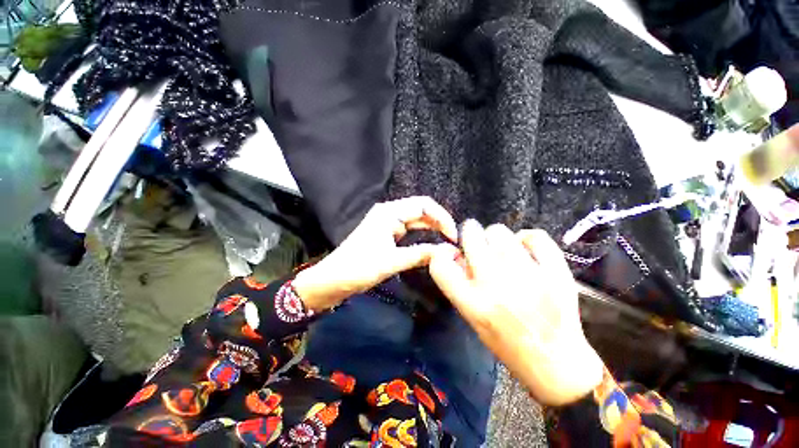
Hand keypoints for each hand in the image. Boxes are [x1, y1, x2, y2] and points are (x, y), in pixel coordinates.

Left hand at [293, 196, 457, 311]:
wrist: (332, 280)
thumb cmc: (358, 268)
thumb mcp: (392, 261)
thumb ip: (420, 254)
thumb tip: (447, 251)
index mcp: (389, 212)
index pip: (424, 205)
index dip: (442, 217)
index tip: (453, 236)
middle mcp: (389, 213)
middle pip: (421, 210)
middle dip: (439, 222)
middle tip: (453, 240)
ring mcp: (387, 223)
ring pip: (416, 220)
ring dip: (432, 228)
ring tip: (447, 241)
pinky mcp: (386, 234)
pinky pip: (409, 230)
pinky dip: (422, 235)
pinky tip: (431, 243)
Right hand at [428, 221, 602, 405]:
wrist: (557, 363)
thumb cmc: (506, 343)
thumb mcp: (472, 318)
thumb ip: (459, 284)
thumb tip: (455, 253)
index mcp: (473, 304)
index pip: (441, 264)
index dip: (440, 252)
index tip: (451, 252)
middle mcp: (496, 286)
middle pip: (471, 235)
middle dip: (469, 234)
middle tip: (477, 243)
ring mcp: (528, 276)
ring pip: (499, 231)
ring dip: (495, 237)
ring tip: (502, 250)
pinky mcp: (556, 273)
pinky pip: (535, 236)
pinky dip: (527, 238)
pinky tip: (526, 249)